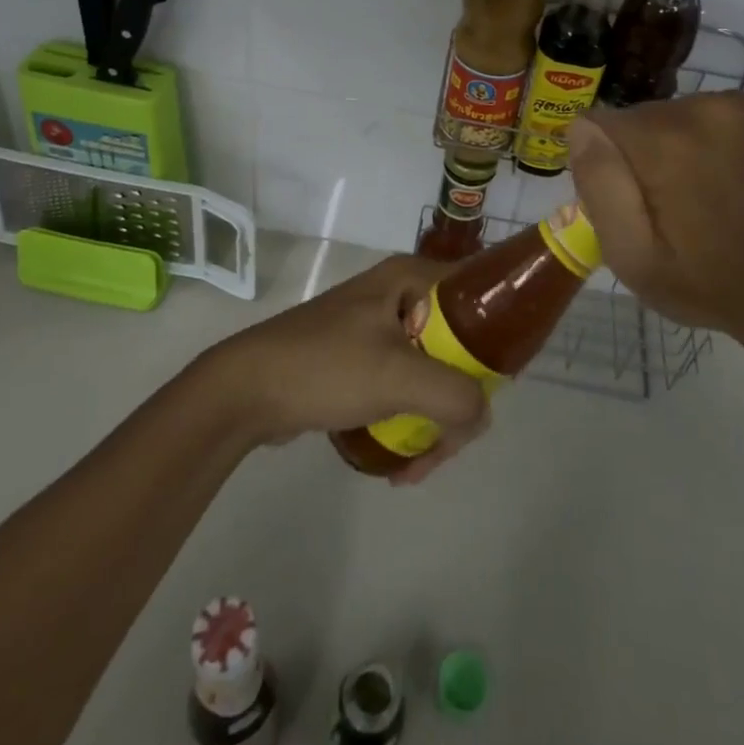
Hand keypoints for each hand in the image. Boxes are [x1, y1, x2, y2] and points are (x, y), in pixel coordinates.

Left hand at [197, 255, 489, 484]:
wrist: (246, 390)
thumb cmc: (325, 367)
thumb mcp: (397, 377)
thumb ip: (455, 395)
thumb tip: (482, 416)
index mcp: (411, 278)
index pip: (478, 296)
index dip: (497, 339)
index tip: (497, 387)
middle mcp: (400, 294)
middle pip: (459, 344)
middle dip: (460, 399)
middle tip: (451, 442)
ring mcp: (378, 326)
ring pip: (433, 371)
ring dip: (435, 420)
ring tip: (419, 466)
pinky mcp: (361, 357)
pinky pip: (405, 386)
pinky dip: (410, 420)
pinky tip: (401, 463)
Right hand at [566, 92, 743, 372]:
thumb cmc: (706, 282)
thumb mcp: (632, 256)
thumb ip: (599, 186)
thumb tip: (580, 128)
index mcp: (664, 143)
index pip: (597, 125)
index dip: (603, 166)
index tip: (629, 204)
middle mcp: (700, 107)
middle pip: (636, 119)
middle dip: (637, 156)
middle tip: (665, 209)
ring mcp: (738, 103)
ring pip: (669, 114)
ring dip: (671, 146)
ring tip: (699, 196)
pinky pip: (705, 112)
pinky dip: (705, 139)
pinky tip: (725, 177)